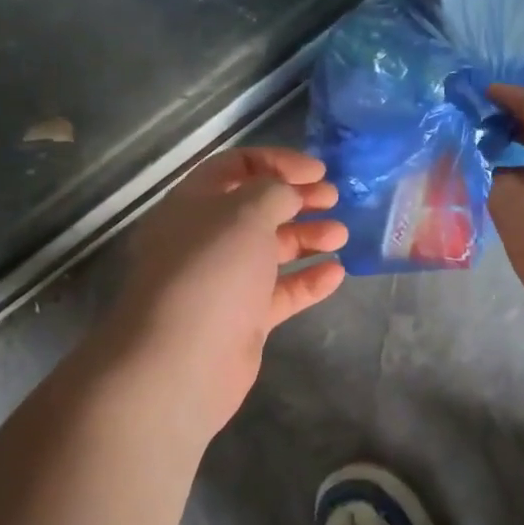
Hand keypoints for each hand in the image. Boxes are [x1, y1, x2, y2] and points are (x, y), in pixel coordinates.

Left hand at [104, 147, 346, 439]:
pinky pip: (280, 292)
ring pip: (270, 250)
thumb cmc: (212, 271)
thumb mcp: (246, 213)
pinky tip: (337, 274)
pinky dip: (307, 281)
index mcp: (194, 204)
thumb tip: (289, 195)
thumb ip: (275, 192)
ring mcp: (224, 281)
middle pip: (257, 208)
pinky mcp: (242, 319)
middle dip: (298, 200)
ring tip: (341, 234)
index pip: (235, 166)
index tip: (318, 170)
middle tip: (335, 198)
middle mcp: (206, 239)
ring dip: (307, 238)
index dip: (277, 162)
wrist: (182, 362)